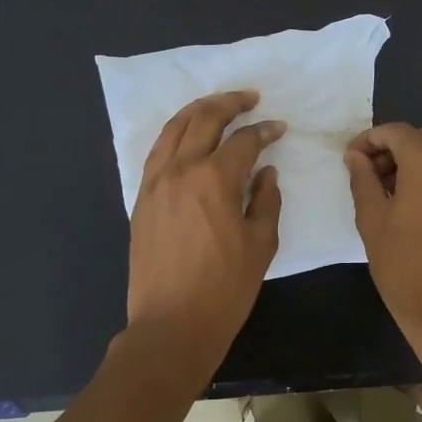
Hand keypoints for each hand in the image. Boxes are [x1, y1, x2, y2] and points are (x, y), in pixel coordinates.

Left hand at [126, 90, 283, 370]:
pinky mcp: (141, 197)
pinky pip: (157, 151)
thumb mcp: (261, 244)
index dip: (265, 130)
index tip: (279, 128)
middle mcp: (180, 170)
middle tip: (250, 98)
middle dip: (230, 102)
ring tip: (218, 105)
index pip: (243, 140)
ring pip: (174, 128)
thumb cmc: (225, 288)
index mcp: (214, 179)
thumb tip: (266, 172)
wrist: (171, 324)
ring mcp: (155, 182)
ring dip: (198, 110)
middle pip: (204, 119)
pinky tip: (188, 135)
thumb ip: (267, 200)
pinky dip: (175, 133)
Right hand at [345, 123, 421, 346]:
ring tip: (387, 193)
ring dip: (412, 163)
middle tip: (367, 176)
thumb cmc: (405, 265)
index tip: (350, 160)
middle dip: (391, 150)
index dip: (369, 140)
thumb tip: (356, 156)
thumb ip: (363, 180)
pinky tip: (412, 205)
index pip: (395, 132)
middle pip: (419, 139)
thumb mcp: (372, 220)